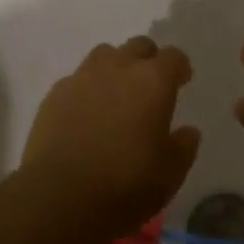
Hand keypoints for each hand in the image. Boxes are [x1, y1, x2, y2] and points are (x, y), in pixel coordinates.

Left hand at [22, 38, 200, 237]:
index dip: (179, 68)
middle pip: (138, 46)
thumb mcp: (170, 174)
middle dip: (148, 60)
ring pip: (105, 55)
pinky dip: (87, 89)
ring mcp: (83, 76)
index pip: (173, 57)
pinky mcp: (56, 92)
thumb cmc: (125, 185)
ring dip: (115, 67)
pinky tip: (85, 114)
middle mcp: (119, 67)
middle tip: (149, 87)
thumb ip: (183, 147)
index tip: (181, 82)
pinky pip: (78, 79)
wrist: (60, 197)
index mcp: (153, 81)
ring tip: (116, 95)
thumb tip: (188, 131)